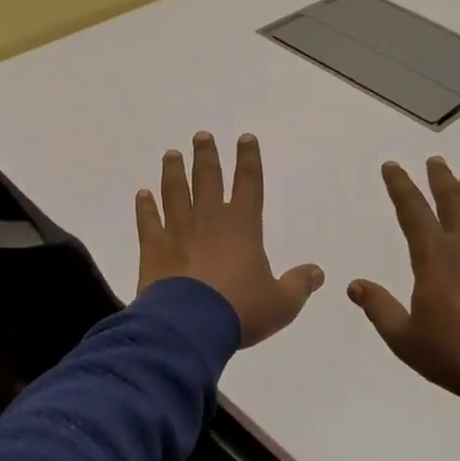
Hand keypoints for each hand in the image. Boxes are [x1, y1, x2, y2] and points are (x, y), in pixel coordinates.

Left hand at [135, 132, 324, 347]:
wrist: (188, 325)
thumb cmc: (239, 310)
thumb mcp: (280, 304)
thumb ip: (298, 285)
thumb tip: (317, 272)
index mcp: (242, 226)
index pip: (249, 183)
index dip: (249, 159)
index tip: (245, 138)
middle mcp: (209, 219)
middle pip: (208, 178)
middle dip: (206, 155)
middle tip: (201, 135)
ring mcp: (178, 230)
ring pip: (175, 192)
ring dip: (174, 171)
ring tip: (172, 154)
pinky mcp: (153, 247)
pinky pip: (148, 220)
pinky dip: (145, 206)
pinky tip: (142, 194)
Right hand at [348, 158, 459, 393]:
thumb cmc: (453, 352)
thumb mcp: (404, 337)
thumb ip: (378, 307)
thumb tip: (354, 285)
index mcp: (434, 255)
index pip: (412, 210)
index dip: (400, 185)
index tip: (392, 166)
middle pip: (453, 201)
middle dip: (440, 179)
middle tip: (436, 161)